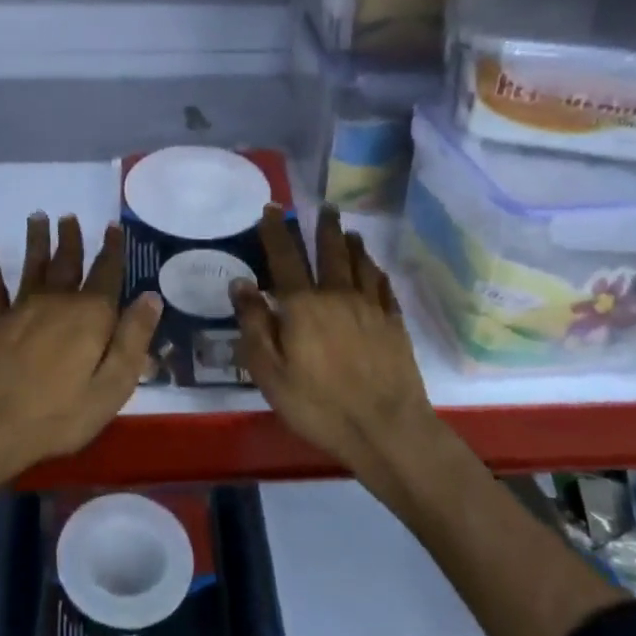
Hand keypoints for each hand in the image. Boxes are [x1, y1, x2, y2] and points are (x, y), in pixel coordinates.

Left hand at [0, 213, 160, 486]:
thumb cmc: (58, 414)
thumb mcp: (112, 386)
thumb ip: (133, 339)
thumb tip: (151, 296)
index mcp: (89, 316)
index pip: (106, 274)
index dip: (112, 250)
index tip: (113, 227)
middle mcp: (56, 302)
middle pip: (67, 263)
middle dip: (71, 239)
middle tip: (70, 216)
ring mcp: (21, 310)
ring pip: (32, 266)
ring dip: (36, 241)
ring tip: (37, 216)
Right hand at [229, 204, 429, 472]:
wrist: (387, 429)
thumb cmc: (318, 405)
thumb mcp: (269, 372)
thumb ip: (254, 324)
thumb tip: (241, 283)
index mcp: (302, 305)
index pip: (285, 257)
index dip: (276, 230)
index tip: (272, 209)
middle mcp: (337, 295)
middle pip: (330, 251)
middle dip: (324, 226)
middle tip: (324, 206)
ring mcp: (370, 307)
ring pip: (360, 264)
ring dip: (352, 243)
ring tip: (348, 230)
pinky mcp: (394, 324)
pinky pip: (384, 286)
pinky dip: (376, 271)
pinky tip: (374, 268)